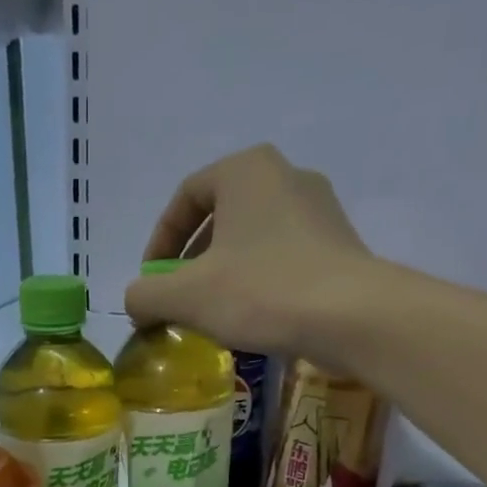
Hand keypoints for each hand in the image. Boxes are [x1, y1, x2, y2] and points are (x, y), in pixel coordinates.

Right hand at [124, 144, 375, 359]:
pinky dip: (256, 281)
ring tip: (212, 312)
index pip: (185, 196)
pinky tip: (252, 316)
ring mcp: (318, 208)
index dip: (159, 242)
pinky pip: (281, 256)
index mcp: (244, 170)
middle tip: (177, 298)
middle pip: (219, 216)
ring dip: (223, 272)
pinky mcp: (338, 243)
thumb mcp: (186, 297)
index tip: (150, 282)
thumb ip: (146, 295)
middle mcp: (285, 174)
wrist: (350, 316)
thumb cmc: (261, 292)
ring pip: (251, 238)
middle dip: (191, 260)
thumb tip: (136, 302)